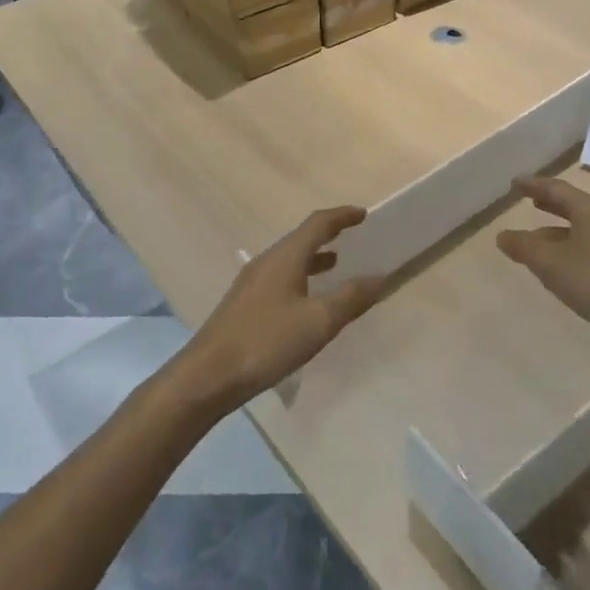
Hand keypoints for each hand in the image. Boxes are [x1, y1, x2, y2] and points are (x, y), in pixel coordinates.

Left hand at [175, 207, 385, 408]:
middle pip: (301, 238)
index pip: (317, 224)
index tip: (363, 214)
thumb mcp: (318, 322)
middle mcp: (266, 262)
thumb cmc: (267, 342)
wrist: (209, 375)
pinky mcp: (244, 304)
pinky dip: (300, 276)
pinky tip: (306, 299)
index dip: (342, 216)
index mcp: (285, 257)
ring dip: (314, 257)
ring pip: (289, 259)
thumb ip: (351, 298)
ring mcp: (251, 283)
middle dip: (328, 235)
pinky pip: (279, 277)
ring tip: (336, 264)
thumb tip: (379, 277)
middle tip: (353, 237)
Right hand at [496, 177, 589, 341]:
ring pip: (583, 232)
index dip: (534, 185)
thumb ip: (523, 246)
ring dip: (558, 233)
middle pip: (574, 208)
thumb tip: (503, 236)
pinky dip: (571, 252)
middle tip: (530, 202)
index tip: (515, 184)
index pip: (558, 189)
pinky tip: (561, 270)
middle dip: (550, 205)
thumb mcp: (549, 262)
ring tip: (537, 242)